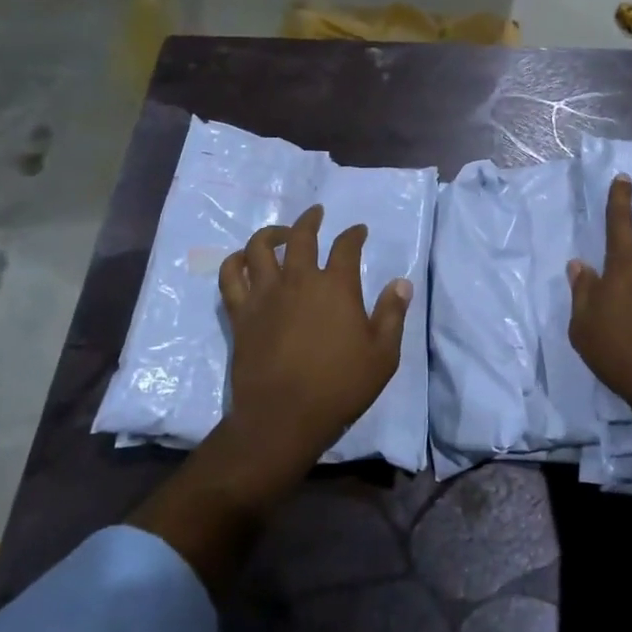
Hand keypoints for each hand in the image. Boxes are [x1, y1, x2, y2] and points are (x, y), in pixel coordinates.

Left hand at [216, 204, 411, 482]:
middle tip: (316, 213)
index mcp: (336, 287)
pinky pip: (230, 276)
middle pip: (301, 236)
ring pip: (260, 247)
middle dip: (310, 220)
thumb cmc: (339, 387)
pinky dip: (235, 262)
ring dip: (271, 233)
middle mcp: (299, 280)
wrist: (283, 417)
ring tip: (280, 233)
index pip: (346, 246)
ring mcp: (265, 294)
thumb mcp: (383, 355)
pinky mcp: (240, 313)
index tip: (358, 230)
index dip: (354, 234)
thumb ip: (392, 314)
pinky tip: (243, 260)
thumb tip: (401, 282)